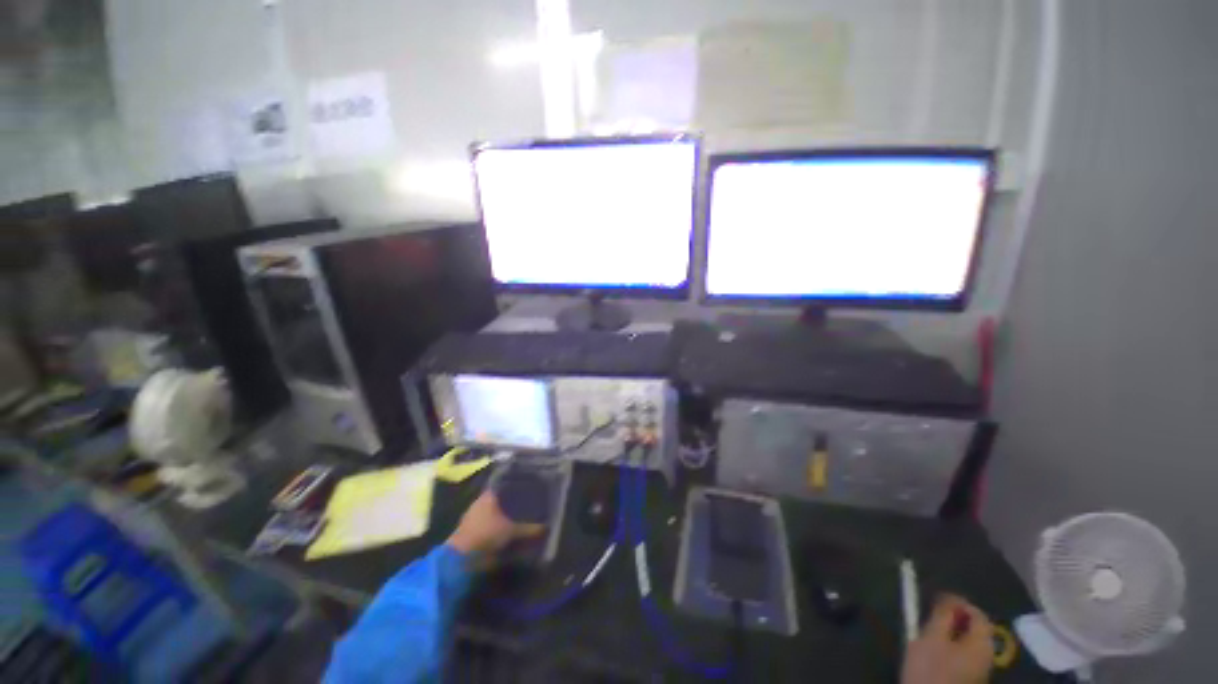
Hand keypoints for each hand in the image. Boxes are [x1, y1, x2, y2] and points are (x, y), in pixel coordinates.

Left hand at [447, 491, 543, 559]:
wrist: (462, 559)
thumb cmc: (487, 534)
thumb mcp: (512, 531)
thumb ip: (529, 529)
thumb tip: (546, 527)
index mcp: (489, 495)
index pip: (505, 484)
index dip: (517, 485)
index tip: (529, 486)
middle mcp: (481, 502)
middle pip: (501, 498)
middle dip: (513, 502)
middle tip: (529, 502)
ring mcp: (475, 517)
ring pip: (495, 512)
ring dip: (506, 516)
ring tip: (523, 517)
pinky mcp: (473, 532)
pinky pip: (491, 525)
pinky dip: (499, 528)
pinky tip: (510, 531)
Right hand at [901, 594, 993, 683]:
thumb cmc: (931, 669)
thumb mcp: (932, 637)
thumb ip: (943, 615)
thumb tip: (950, 598)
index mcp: (982, 644)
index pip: (977, 614)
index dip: (958, 602)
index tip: (936, 598)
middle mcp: (987, 656)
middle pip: (975, 629)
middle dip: (954, 618)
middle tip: (931, 615)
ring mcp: (979, 671)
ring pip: (968, 643)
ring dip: (951, 633)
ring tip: (929, 631)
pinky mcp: (968, 680)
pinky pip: (963, 655)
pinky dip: (951, 647)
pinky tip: (934, 651)